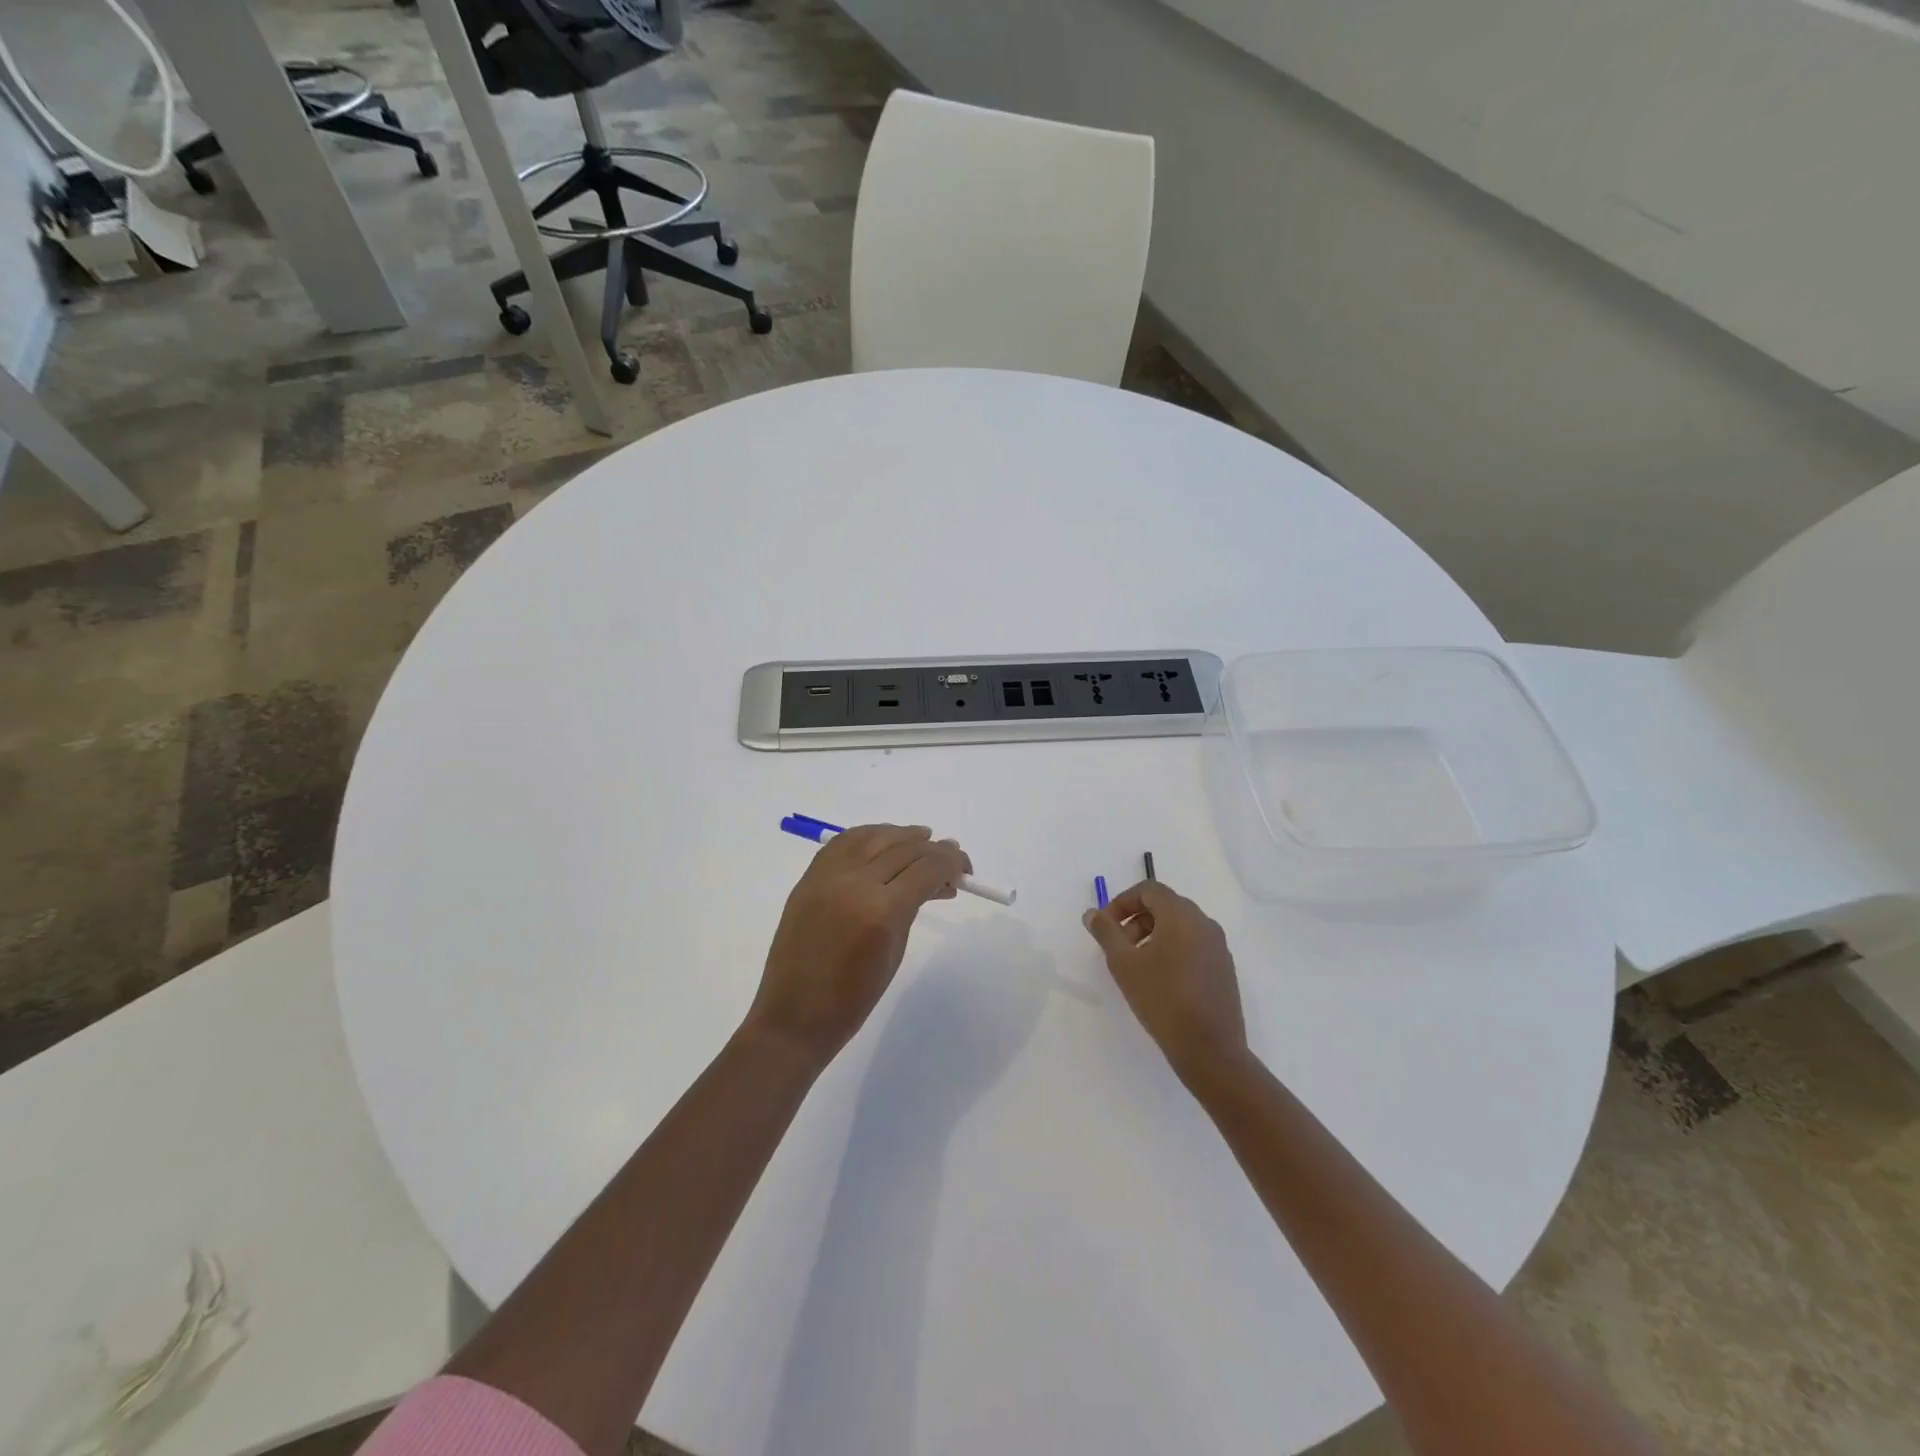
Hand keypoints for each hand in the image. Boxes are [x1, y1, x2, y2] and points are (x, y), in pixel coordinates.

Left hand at [746, 825, 971, 1069]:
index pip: (926, 869)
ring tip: (923, 837)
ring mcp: (828, 876)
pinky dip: (869, 836)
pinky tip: (884, 840)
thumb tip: (934, 881)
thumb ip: (912, 908)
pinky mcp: (809, 878)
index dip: (951, 863)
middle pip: (903, 849)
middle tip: (951, 856)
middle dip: (933, 850)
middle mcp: (855, 882)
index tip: (965, 867)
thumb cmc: (853, 999)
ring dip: (902, 835)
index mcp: (882, 910)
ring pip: (873, 837)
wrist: (793, 1016)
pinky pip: (843, 843)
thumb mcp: (894, 952)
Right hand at [1083, 881, 1246, 1085]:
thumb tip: (1092, 913)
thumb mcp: (1124, 964)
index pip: (1149, 890)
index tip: (1106, 924)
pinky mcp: (1224, 968)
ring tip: (1137, 964)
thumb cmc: (1162, 999)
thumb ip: (1106, 932)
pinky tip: (1161, 979)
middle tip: (1118, 945)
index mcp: (1181, 916)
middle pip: (1165, 905)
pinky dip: (1173, 948)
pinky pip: (1194, 944)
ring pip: (1180, 925)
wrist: (1210, 1048)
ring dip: (1153, 934)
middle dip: (1136, 918)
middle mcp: (1204, 923)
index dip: (1123, 901)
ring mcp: (1218, 946)